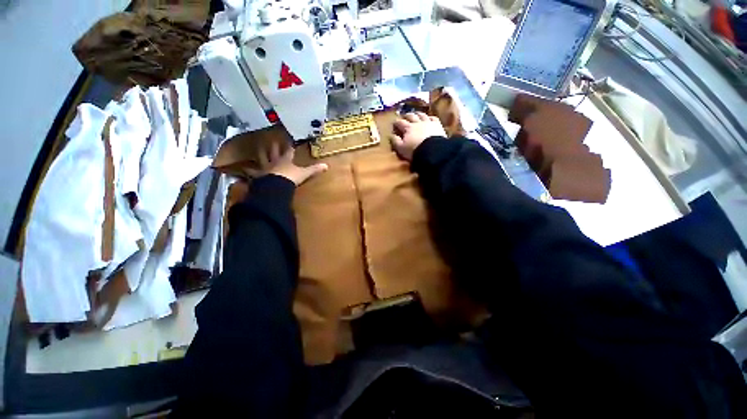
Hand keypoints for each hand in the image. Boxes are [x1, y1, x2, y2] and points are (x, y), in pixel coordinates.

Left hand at [245, 141, 327, 185]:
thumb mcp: (304, 173)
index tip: (289, 140)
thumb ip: (314, 170)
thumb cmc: (290, 177)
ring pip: (261, 159)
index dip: (289, 146)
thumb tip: (327, 166)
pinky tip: (239, 171)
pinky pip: (251, 173)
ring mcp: (265, 169)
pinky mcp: (258, 177)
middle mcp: (274, 162)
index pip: (288, 151)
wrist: (276, 185)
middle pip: (273, 152)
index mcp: (285, 161)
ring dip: (259, 155)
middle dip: (273, 146)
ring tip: (255, 149)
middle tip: (270, 140)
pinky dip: (245, 172)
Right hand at [390, 112, 446, 160]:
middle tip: (404, 116)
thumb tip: (391, 135)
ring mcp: (428, 122)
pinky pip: (434, 118)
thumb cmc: (414, 150)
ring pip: (422, 115)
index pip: (400, 123)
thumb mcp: (401, 148)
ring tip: (416, 114)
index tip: (394, 122)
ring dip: (418, 114)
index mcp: (408, 128)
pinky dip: (430, 117)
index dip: (396, 122)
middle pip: (411, 116)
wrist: (432, 151)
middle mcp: (417, 123)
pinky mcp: (437, 125)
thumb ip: (396, 141)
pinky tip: (430, 118)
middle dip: (407, 115)